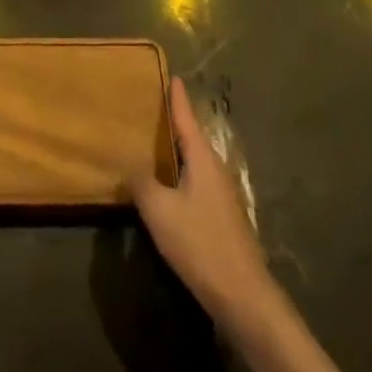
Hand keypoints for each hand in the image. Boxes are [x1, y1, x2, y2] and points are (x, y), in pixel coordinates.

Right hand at [126, 78, 281, 332]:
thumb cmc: (201, 244)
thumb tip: (127, 163)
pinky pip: (194, 181)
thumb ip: (141, 182)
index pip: (186, 117)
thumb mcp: (160, 211)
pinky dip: (177, 172)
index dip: (176, 97)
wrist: (244, 297)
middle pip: (190, 136)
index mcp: (202, 158)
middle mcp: (214, 169)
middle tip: (148, 104)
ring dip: (173, 149)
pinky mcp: (220, 216)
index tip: (171, 75)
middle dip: (172, 120)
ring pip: (192, 161)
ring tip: (149, 140)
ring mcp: (220, 194)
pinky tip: (163, 183)